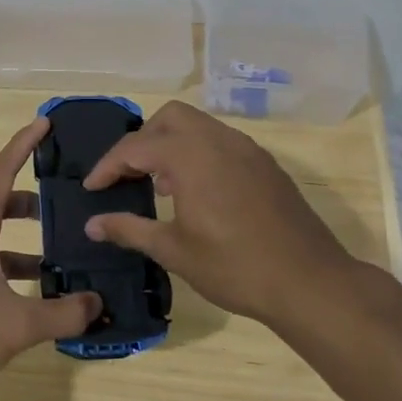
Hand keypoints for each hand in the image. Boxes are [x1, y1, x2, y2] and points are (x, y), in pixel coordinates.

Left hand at [0, 117, 100, 400]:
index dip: (22, 146)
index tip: (44, 124)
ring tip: (65, 253)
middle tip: (65, 199)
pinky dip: (16, 272)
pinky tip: (40, 295)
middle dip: (31, 198)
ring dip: (27, 241)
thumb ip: (61, 313)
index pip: (0, 174)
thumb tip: (97, 304)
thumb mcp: (16, 324)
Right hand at [81, 101, 361, 328]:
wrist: (310, 283)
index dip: (108, 166)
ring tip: (160, 186)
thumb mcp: (173, 250)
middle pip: (169, 118)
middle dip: (142, 140)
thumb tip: (91, 225)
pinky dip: (199, 154)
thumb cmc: (234, 266)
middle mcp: (219, 140)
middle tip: (127, 175)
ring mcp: (247, 150)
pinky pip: (222, 142)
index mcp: (190, 156)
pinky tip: (198, 193)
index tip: (91, 188)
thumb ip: (128, 229)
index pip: (135, 147)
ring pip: (199, 126)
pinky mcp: (266, 165)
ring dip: (172, 145)